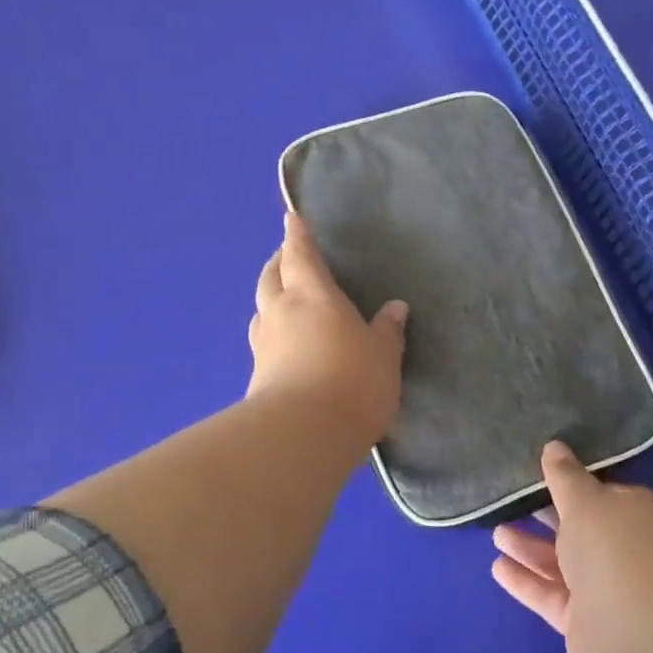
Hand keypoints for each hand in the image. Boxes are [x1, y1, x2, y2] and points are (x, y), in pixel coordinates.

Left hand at [246, 212, 408, 447]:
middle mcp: (281, 312)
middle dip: (279, 263)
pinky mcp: (256, 376)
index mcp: (312, 295)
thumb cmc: (352, 382)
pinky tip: (283, 344)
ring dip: (270, 297)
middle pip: (271, 277)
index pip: (301, 255)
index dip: (297, 235)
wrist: (303, 434)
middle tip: (288, 258)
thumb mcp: (383, 355)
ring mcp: (265, 344)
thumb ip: (387, 330)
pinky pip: (263, 341)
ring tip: (283, 298)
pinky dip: (272, 331)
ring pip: (261, 309)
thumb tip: (396, 308)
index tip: (291, 218)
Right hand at [492, 442, 652, 652]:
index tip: (541, 475)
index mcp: (636, 515)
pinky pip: (552, 595)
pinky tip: (498, 567)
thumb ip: (564, 476)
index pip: (603, 495)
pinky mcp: (586, 623)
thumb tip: (554, 446)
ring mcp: (608, 589)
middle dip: (547, 518)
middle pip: (580, 530)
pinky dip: (527, 581)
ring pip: (563, 564)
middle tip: (512, 503)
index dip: (573, 485)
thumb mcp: (584, 499)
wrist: (638, 629)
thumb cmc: (615, 546)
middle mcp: (626, 551)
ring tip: (497, 533)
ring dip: (531, 549)